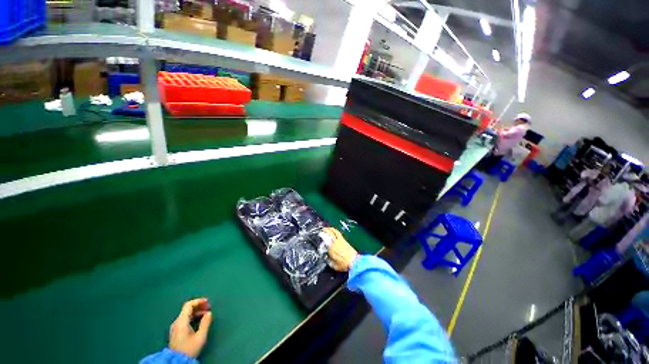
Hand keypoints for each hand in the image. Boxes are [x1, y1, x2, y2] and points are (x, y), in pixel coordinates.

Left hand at [169, 298, 212, 357]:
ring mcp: (175, 327)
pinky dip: (193, 317)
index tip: (208, 302)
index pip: (188, 305)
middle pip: (187, 309)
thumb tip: (209, 313)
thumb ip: (205, 323)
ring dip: (196, 312)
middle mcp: (176, 322)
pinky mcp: (175, 332)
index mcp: (181, 321)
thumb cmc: (189, 349)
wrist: (177, 362)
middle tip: (208, 307)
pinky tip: (199, 320)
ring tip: (206, 314)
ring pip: (186, 314)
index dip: (199, 301)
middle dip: (199, 306)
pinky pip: (184, 319)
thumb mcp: (200, 336)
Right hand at [323, 227, 357, 271]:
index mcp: (332, 248)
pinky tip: (335, 232)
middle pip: (331, 232)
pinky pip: (339, 234)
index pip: (325, 239)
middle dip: (326, 229)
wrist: (354, 262)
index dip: (322, 235)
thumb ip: (328, 260)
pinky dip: (336, 231)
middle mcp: (336, 242)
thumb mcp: (333, 265)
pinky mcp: (346, 241)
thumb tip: (326, 257)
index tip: (319, 234)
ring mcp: (341, 240)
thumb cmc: (344, 264)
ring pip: (336, 232)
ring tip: (329, 228)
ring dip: (331, 229)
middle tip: (323, 229)